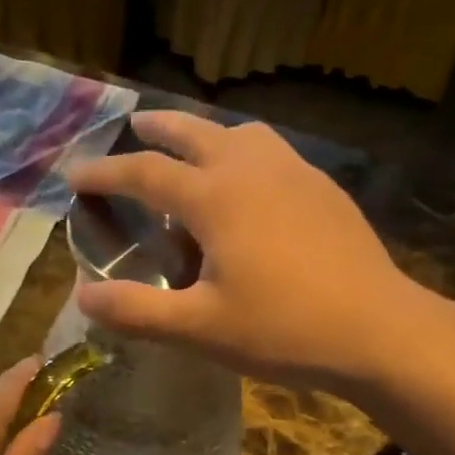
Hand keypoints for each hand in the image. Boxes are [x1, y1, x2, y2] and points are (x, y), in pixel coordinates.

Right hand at [66, 110, 439, 393]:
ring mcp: (296, 173)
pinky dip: (244, 152)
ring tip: (192, 148)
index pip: (145, 172)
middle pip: (195, 131)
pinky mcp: (324, 190)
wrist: (378, 330)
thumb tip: (82, 297)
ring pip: (241, 134)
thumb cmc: (283, 330)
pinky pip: (273, 152)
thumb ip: (137, 311)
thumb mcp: (199, 329)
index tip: (76, 174)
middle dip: (156, 128)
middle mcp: (253, 169)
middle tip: (132, 124)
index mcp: (216, 197)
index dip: (105, 172)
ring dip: (206, 133)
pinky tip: (251, 184)